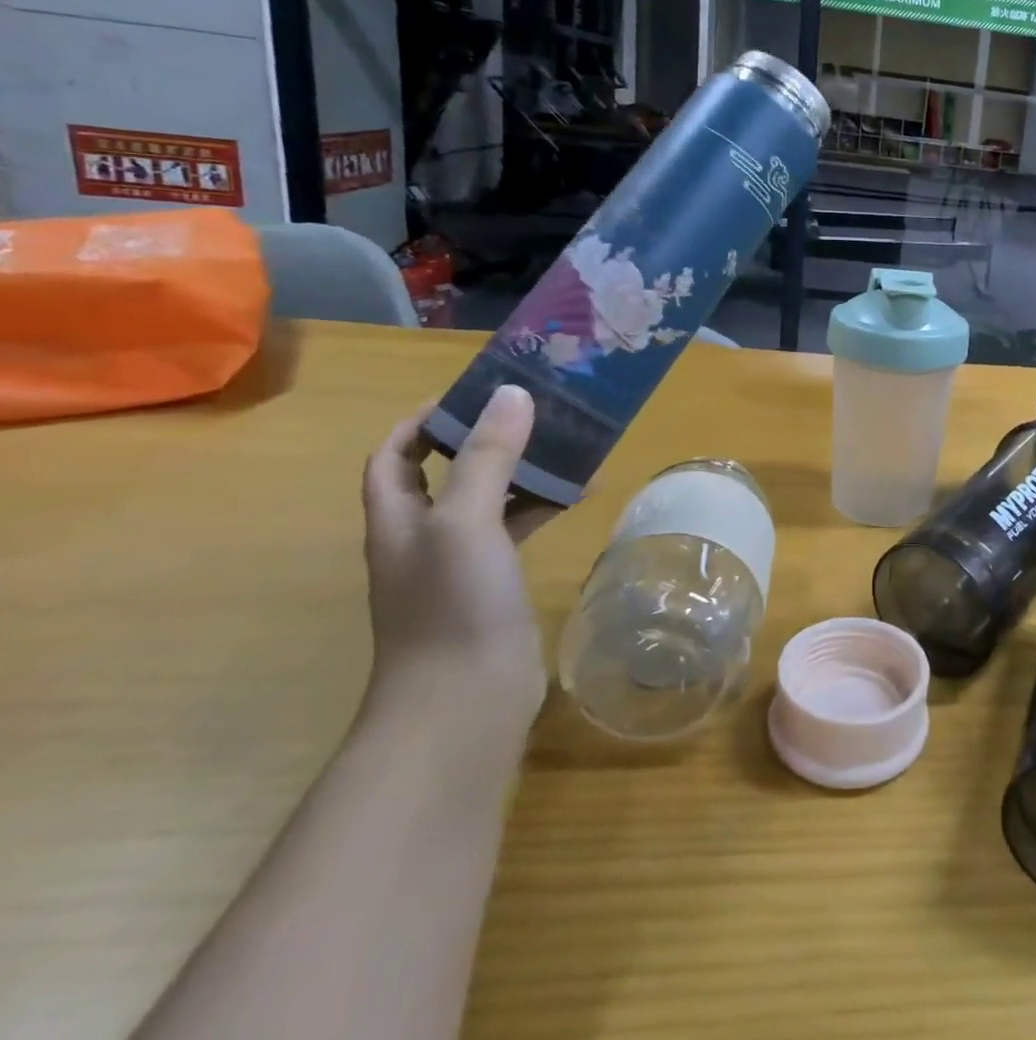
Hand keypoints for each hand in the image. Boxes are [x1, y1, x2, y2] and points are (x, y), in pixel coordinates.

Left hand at [360, 385, 555, 736]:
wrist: (465, 702)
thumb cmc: (452, 605)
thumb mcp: (466, 521)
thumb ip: (487, 457)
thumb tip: (511, 393)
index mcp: (399, 518)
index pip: (395, 455)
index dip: (424, 421)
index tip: (474, 393)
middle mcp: (424, 536)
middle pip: (447, 472)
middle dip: (484, 438)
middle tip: (534, 410)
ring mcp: (461, 564)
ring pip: (489, 500)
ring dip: (521, 470)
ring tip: (567, 443)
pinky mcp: (495, 585)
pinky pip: (518, 529)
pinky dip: (544, 506)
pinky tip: (582, 495)